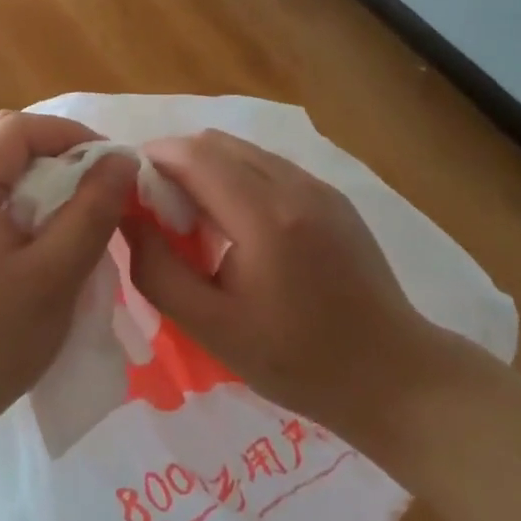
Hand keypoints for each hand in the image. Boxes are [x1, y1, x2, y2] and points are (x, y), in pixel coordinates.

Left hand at [0, 111, 135, 462]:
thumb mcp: (53, 279)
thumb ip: (91, 213)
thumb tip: (122, 160)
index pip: (15, 129)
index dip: (69, 134)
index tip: (110, 163)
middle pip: (0, 136)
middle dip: (54, 146)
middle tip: (96, 178)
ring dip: (37, 168)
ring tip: (75, 198)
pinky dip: (20, 189)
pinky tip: (42, 221)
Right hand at [125, 129, 453, 448]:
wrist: (393, 377)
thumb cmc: (297, 361)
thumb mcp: (213, 329)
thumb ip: (158, 271)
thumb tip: (127, 219)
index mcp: (264, 216)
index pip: (193, 154)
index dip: (153, 159)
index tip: (130, 189)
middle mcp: (293, 185)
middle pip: (217, 143)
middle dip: (177, 163)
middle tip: (160, 210)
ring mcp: (319, 187)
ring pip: (245, 151)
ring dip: (209, 169)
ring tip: (198, 220)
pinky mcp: (334, 197)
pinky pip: (271, 167)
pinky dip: (240, 178)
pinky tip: (240, 227)